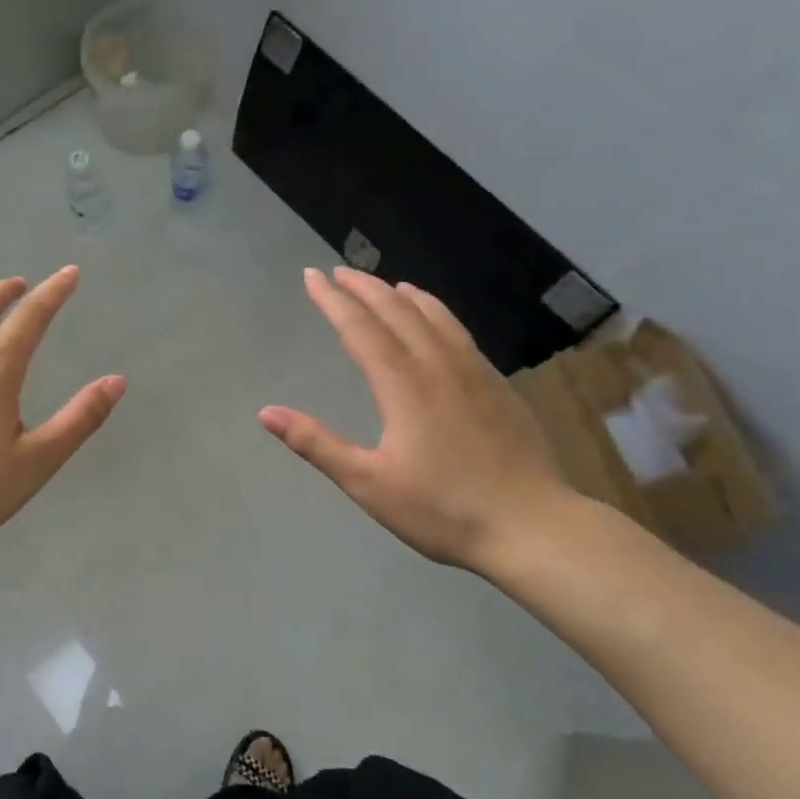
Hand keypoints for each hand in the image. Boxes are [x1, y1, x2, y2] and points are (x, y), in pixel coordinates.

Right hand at [260, 267, 574, 574]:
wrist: (533, 527)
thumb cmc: (442, 509)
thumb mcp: (368, 484)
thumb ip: (317, 444)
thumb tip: (266, 413)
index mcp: (403, 385)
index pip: (360, 328)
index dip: (332, 300)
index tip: (311, 276)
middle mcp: (438, 366)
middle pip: (396, 311)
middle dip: (364, 287)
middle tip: (338, 272)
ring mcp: (474, 373)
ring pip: (434, 316)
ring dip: (402, 294)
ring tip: (385, 284)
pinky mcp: (497, 386)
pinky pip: (459, 332)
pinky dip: (437, 312)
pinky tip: (436, 319)